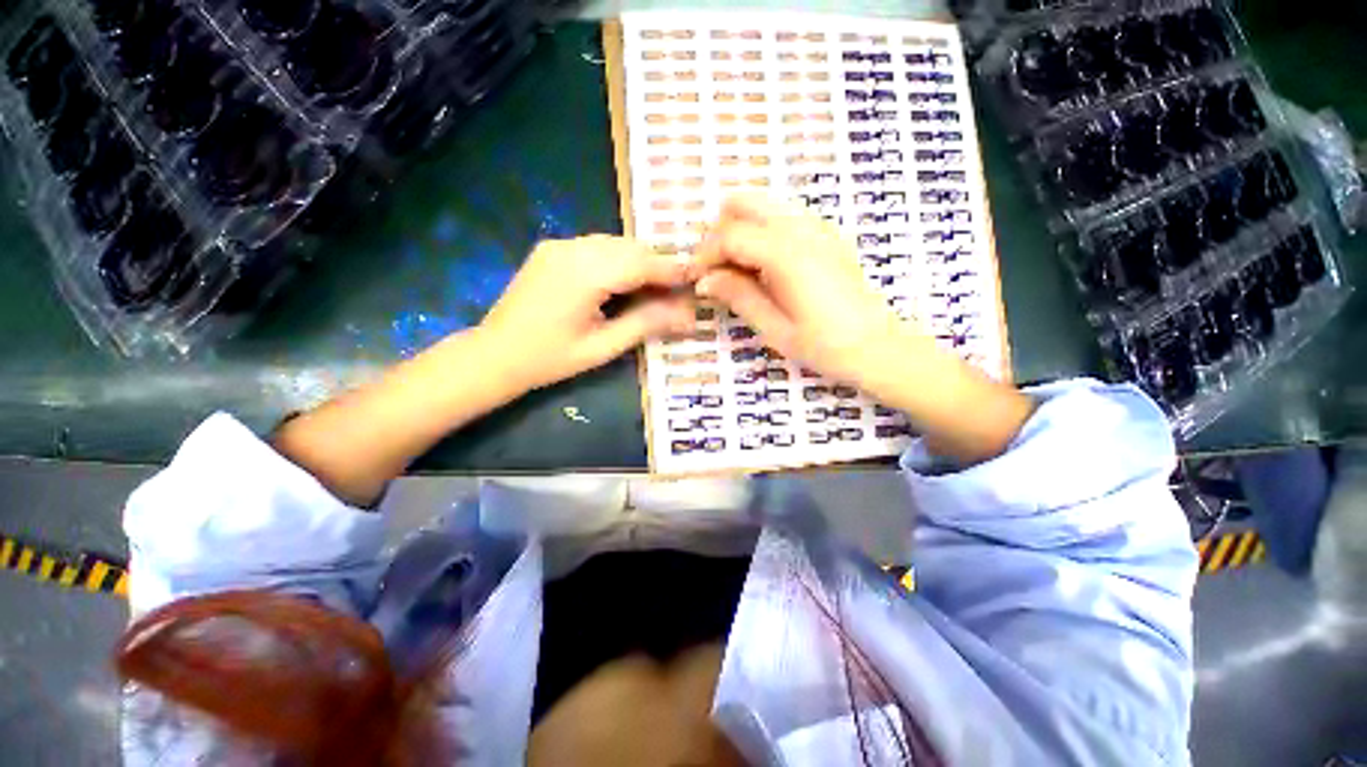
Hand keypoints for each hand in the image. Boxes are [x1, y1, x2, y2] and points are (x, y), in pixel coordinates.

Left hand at [479, 235, 696, 390]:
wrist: (494, 354)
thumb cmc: (549, 359)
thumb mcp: (603, 347)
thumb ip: (646, 324)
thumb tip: (688, 315)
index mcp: (584, 274)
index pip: (641, 262)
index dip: (672, 270)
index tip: (696, 278)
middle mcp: (572, 248)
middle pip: (630, 248)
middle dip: (658, 266)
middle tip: (677, 291)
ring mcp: (559, 245)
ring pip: (615, 244)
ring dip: (640, 262)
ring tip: (655, 289)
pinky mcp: (553, 250)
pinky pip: (597, 247)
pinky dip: (619, 260)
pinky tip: (625, 283)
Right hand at [692, 194, 912, 387]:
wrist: (877, 346)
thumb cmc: (824, 345)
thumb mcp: (774, 328)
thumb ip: (738, 296)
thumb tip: (705, 280)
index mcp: (786, 254)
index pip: (730, 235)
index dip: (704, 254)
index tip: (694, 279)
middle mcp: (802, 228)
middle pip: (744, 204)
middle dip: (719, 232)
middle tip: (713, 269)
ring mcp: (818, 227)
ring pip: (764, 205)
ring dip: (740, 229)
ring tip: (734, 268)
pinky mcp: (826, 235)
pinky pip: (784, 216)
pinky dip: (762, 231)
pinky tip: (762, 265)